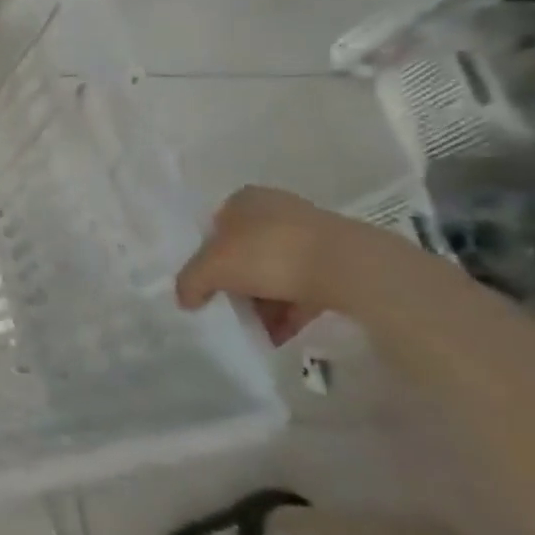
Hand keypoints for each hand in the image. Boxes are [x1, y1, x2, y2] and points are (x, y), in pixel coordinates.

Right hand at [174, 186, 377, 344]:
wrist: (350, 268)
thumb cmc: (268, 254)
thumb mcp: (211, 268)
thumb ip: (189, 282)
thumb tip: (185, 299)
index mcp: (245, 200)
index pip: (215, 227)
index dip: (208, 257)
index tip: (208, 284)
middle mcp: (278, 210)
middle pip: (246, 252)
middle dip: (238, 285)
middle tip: (231, 310)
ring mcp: (313, 234)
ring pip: (276, 271)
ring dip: (264, 303)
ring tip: (259, 331)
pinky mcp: (340, 261)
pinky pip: (306, 286)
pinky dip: (291, 309)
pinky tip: (283, 334)